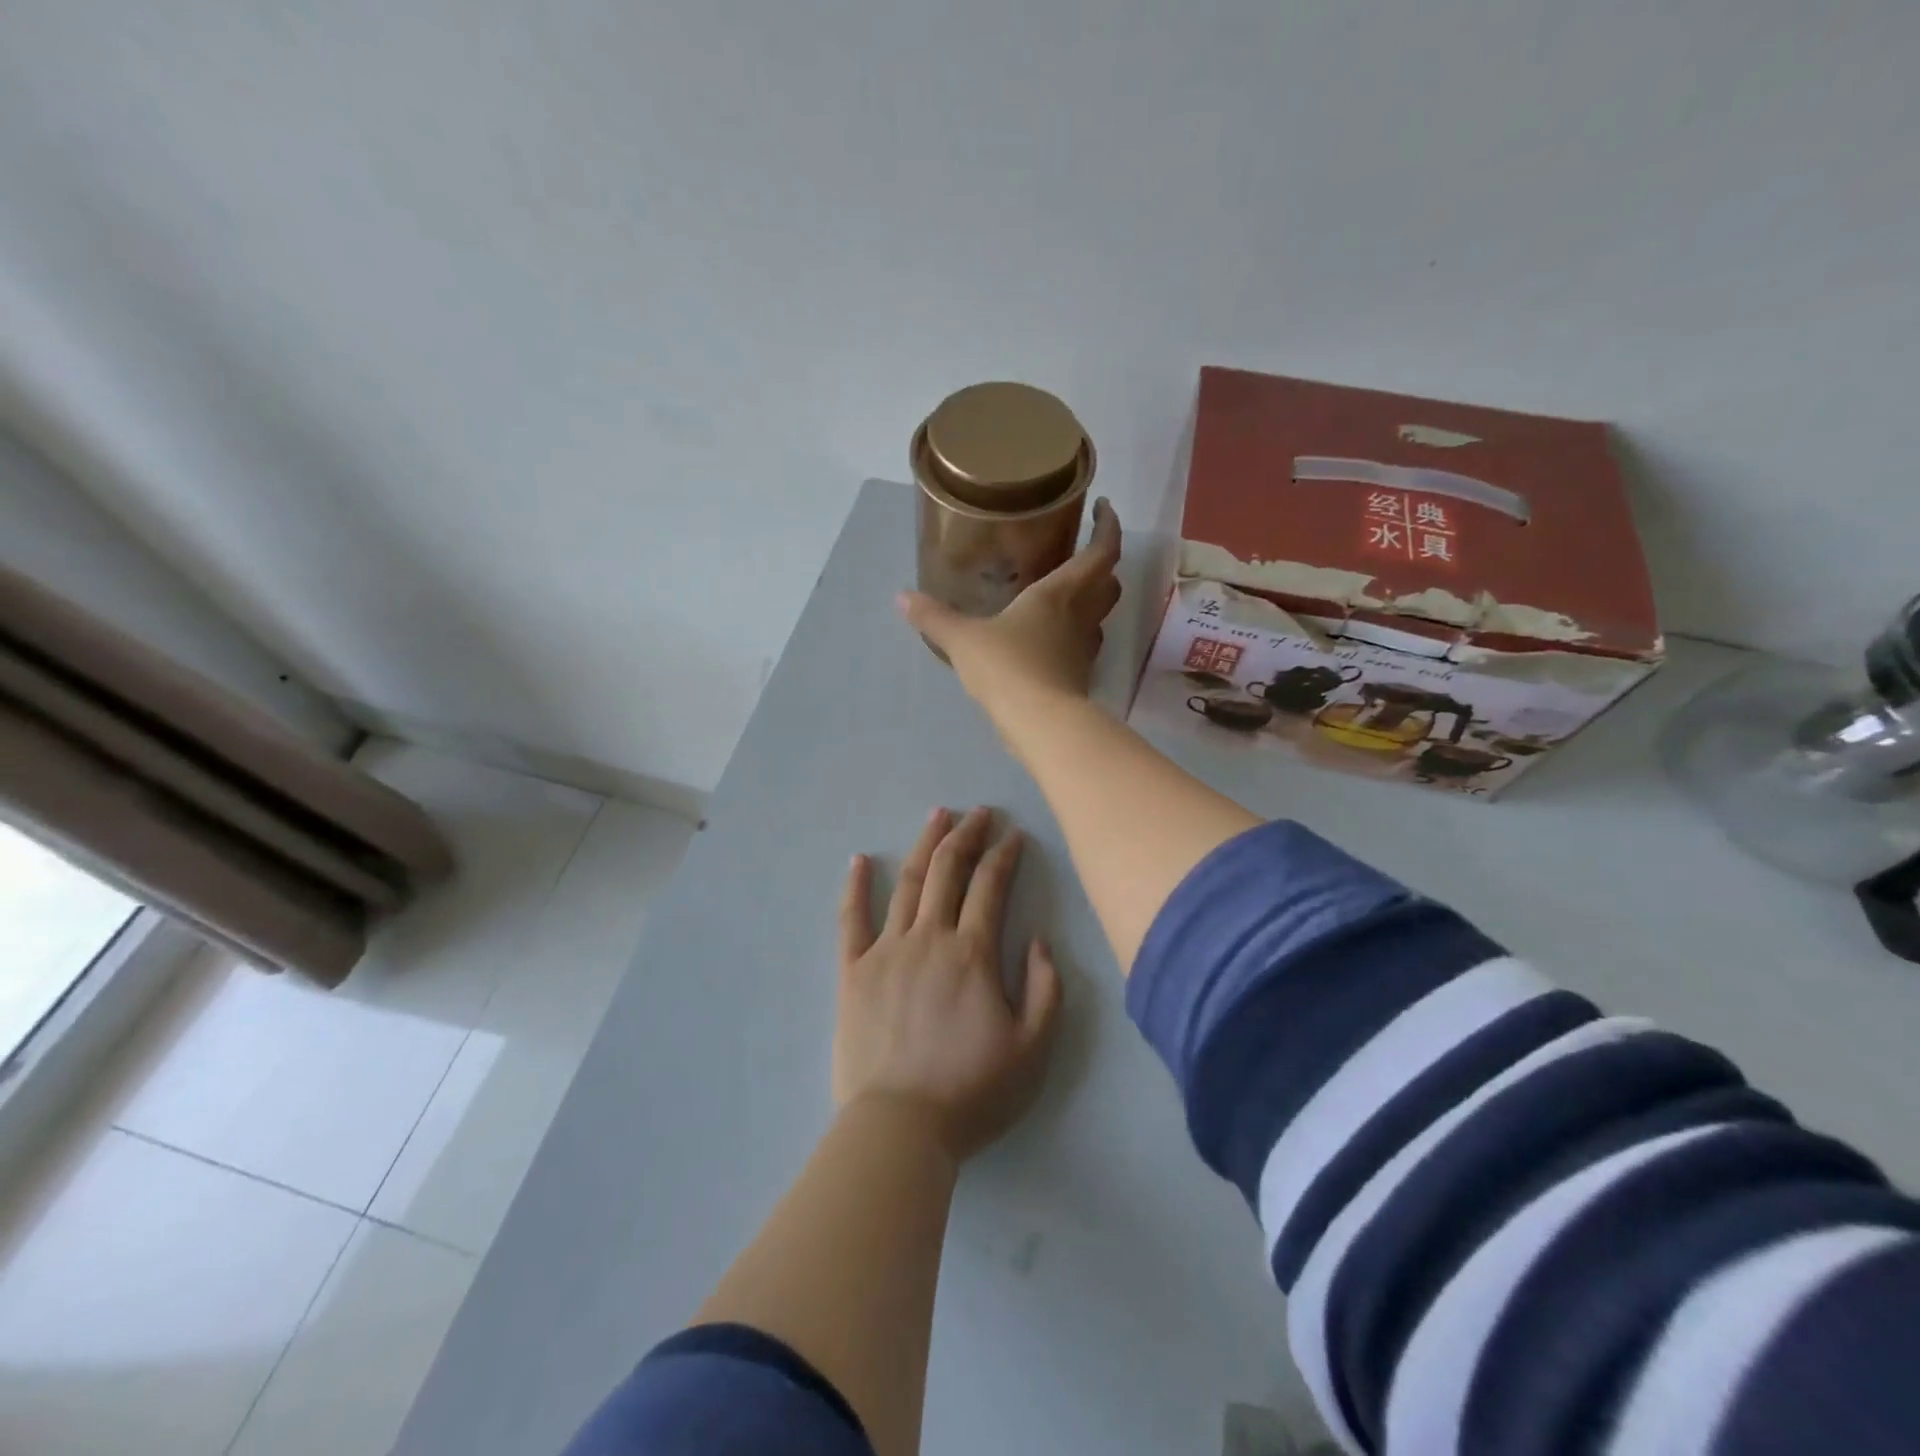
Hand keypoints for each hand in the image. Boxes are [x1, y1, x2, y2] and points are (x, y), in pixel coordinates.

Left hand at [835, 806, 1062, 1162]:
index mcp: (972, 953)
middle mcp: (929, 938)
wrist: (900, 1127)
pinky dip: (854, 886)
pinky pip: (851, 919)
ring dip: (924, 845)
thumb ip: (1046, 989)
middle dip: (967, 835)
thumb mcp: (1034, 1048)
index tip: (1014, 836)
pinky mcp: (852, 971)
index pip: (991, 886)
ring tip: (937, 815)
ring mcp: (886, 950)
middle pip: (947, 871)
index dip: (1005, 855)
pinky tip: (858, 859)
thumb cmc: (972, 1091)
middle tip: (979, 812)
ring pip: (906, 882)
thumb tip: (1039, 940)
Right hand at [899, 498, 1122, 713]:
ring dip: (1092, 601)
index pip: (1101, 552)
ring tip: (1064, 595)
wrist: (1040, 723)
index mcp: (1059, 594)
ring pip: (1100, 616)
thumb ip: (934, 617)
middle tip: (1082, 554)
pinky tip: (1050, 640)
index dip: (1109, 527)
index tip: (1103, 509)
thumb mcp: (963, 640)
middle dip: (1103, 565)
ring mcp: (1084, 649)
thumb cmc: (1007, 668)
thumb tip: (901, 597)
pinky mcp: (1079, 677)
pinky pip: (1083, 646)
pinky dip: (1074, 635)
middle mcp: (1080, 616)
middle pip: (1109, 583)